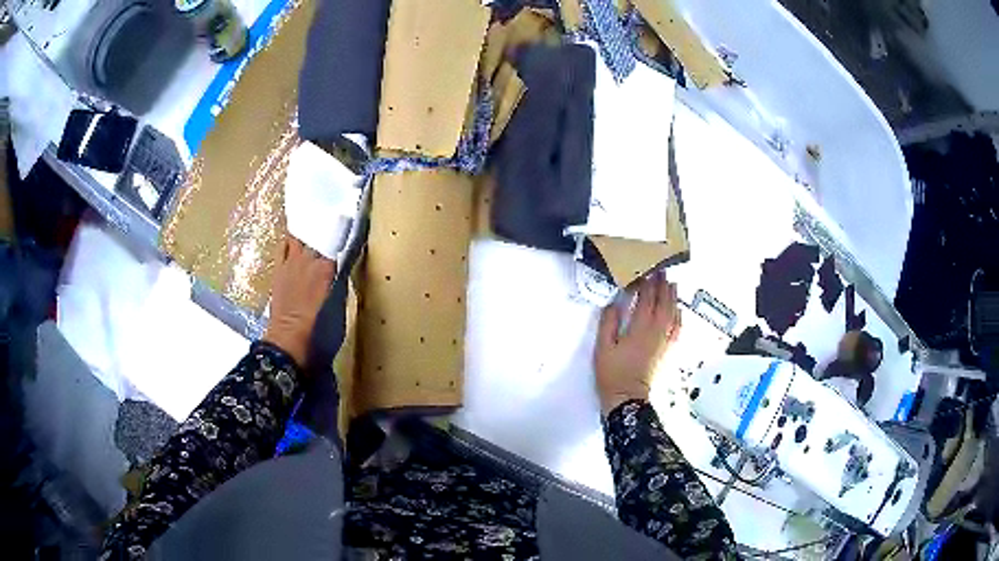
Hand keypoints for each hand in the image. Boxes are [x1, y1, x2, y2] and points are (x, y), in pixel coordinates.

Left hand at [263, 236, 336, 367]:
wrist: (288, 340)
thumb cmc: (318, 331)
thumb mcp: (338, 308)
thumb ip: (340, 284)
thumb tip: (341, 272)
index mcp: (328, 268)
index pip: (338, 241)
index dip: (344, 233)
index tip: (350, 227)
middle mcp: (310, 259)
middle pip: (319, 235)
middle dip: (326, 232)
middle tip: (333, 229)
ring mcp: (292, 262)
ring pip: (301, 236)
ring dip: (308, 234)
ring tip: (313, 233)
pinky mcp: (278, 268)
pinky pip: (283, 246)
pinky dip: (289, 240)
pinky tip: (294, 240)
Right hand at [595, 275, 680, 415]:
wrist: (627, 398)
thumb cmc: (612, 374)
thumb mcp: (603, 347)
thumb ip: (608, 322)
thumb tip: (615, 303)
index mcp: (639, 328)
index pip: (646, 299)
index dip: (646, 283)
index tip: (643, 271)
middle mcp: (656, 332)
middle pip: (663, 302)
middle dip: (662, 285)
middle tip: (660, 271)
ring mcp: (664, 341)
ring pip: (673, 313)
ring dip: (672, 296)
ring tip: (671, 284)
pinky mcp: (667, 350)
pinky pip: (677, 328)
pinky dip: (679, 315)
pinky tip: (677, 310)